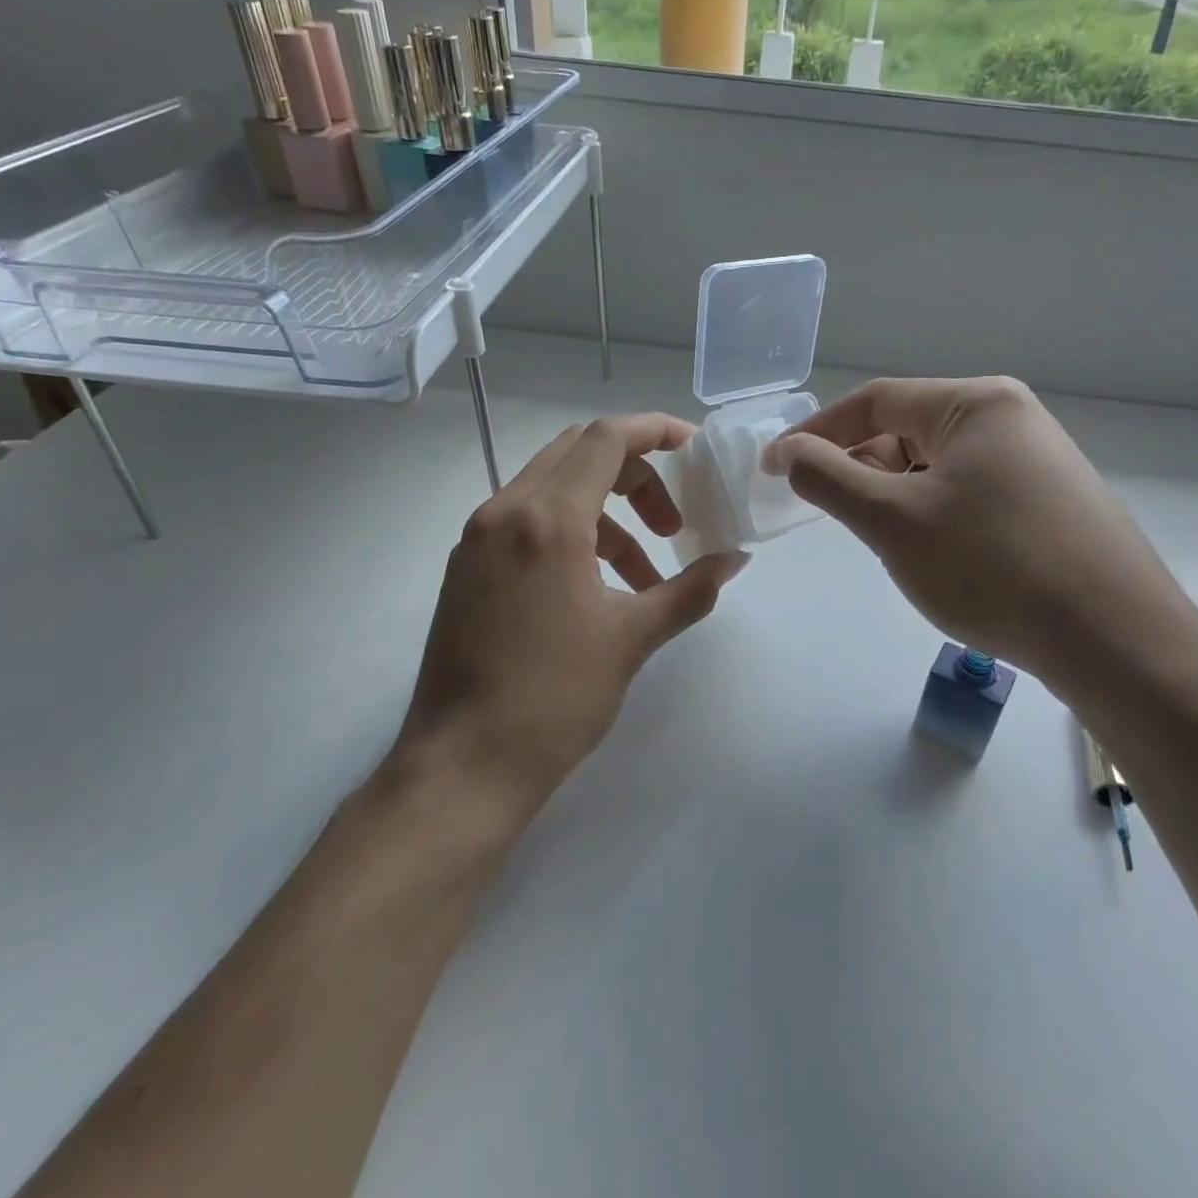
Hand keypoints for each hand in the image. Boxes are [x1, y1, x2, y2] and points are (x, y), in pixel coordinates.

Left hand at [386, 414, 748, 829]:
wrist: (462, 767)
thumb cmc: (554, 698)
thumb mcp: (632, 638)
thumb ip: (691, 589)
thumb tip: (735, 560)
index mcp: (546, 520)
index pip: (606, 439)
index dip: (656, 431)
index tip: (695, 449)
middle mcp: (504, 512)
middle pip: (578, 453)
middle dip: (636, 474)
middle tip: (672, 520)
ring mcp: (477, 539)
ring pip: (553, 489)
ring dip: (607, 514)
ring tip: (644, 575)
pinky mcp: (467, 568)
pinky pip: (527, 522)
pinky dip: (572, 534)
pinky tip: (598, 588)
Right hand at [766, 377, 1197, 691]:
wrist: (1114, 640)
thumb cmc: (992, 567)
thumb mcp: (893, 521)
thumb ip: (829, 479)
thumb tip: (788, 452)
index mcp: (976, 403)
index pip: (874, 401)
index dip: (816, 433)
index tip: (775, 469)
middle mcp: (1010, 418)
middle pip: (907, 431)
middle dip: (860, 470)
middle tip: (834, 516)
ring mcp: (1036, 461)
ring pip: (936, 467)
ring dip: (896, 497)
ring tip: (889, 544)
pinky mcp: (1049, 502)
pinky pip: (968, 493)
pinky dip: (933, 515)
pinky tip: (936, 557)